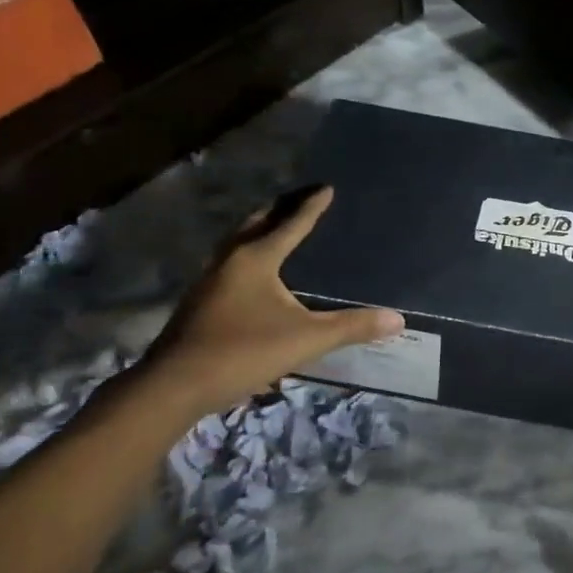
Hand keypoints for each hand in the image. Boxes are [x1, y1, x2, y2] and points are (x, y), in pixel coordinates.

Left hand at [137, 186, 402, 417]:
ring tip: (277, 227)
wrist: (173, 386)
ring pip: (236, 242)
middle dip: (279, 208)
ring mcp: (208, 281)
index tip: (326, 187)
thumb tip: (398, 320)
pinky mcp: (198, 302)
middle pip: (256, 223)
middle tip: (301, 198)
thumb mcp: (306, 339)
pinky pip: (228, 263)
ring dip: (258, 229)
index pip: (291, 223)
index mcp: (256, 259)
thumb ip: (352, 327)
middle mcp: (229, 260)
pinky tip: (253, 274)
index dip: (311, 206)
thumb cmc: (243, 352)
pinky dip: (246, 253)